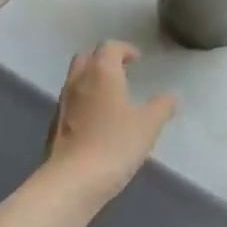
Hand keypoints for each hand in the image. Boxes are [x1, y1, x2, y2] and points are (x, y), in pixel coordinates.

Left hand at [44, 42, 176, 205]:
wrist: (73, 180)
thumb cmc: (115, 144)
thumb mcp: (148, 125)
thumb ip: (162, 107)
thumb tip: (171, 96)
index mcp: (101, 73)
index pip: (109, 47)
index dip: (125, 49)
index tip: (137, 60)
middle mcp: (78, 81)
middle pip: (87, 58)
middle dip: (104, 60)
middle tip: (122, 73)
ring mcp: (63, 103)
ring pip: (76, 79)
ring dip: (93, 80)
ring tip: (113, 97)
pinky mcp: (55, 125)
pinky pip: (71, 102)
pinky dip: (85, 101)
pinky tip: (98, 121)